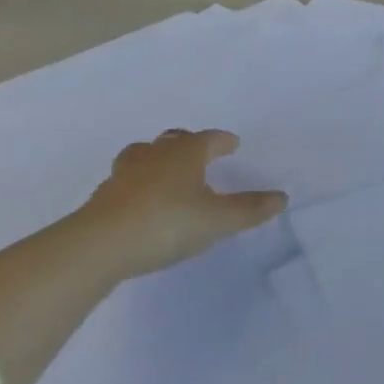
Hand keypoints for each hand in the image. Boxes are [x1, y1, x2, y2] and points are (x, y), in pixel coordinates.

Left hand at [83, 129, 286, 278]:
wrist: (101, 244)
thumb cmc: (167, 223)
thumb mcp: (216, 221)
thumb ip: (249, 210)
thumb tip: (282, 197)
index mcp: (187, 153)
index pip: (210, 139)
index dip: (223, 141)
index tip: (232, 144)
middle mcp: (157, 154)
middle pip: (174, 140)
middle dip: (188, 143)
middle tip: (198, 152)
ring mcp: (126, 172)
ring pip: (144, 154)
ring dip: (156, 158)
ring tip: (163, 170)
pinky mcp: (104, 196)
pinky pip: (125, 180)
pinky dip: (136, 183)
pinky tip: (138, 199)